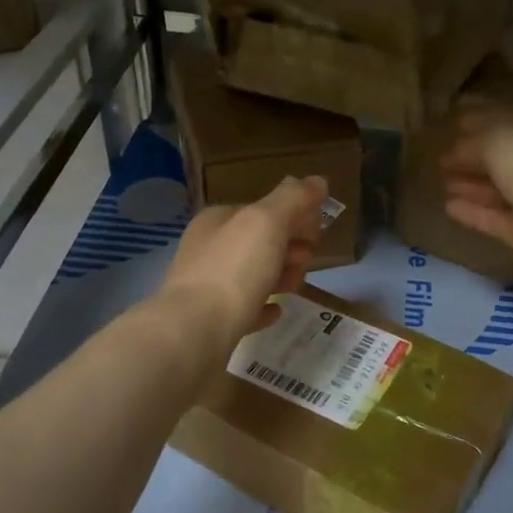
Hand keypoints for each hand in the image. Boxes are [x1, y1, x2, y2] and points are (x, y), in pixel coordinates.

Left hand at [160, 176, 327, 344]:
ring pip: (251, 275)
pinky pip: (244, 309)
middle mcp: (208, 249)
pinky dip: (262, 306)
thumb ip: (293, 199)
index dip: (294, 215)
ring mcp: (207, 287)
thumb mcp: (267, 222)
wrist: (194, 332)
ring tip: (298, 284)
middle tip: (310, 256)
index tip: (319, 231)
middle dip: (288, 245)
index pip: (261, 209)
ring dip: (279, 274)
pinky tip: (276, 311)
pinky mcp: (211, 323)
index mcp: (218, 221)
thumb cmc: (233, 270)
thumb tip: (318, 180)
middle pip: (258, 242)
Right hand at [440, 102, 512, 276]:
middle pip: (503, 157)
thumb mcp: (497, 137)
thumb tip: (456, 149)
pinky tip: (448, 206)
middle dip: (472, 156)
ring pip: (497, 189)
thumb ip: (473, 141)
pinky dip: (473, 212)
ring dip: (470, 184)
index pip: (510, 118)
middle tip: (442, 156)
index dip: (482, 118)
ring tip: (441, 180)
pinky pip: (494, 217)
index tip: (455, 119)